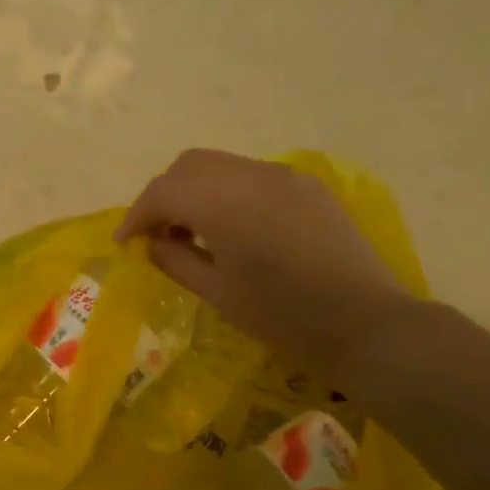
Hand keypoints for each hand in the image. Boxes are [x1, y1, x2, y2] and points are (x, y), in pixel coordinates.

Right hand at [116, 149, 420, 376]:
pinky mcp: (307, 186)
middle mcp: (251, 175)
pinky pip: (252, 176)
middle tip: (158, 235)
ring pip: (221, 165)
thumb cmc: (282, 316)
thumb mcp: (217, 293)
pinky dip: (228, 192)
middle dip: (164, 195)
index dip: (137, 215)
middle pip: (189, 166)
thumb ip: (176, 260)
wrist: (364, 323)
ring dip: (196, 191)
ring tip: (194, 233)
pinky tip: (234, 229)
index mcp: (223, 202)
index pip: (163, 191)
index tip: (126, 243)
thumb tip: (154, 242)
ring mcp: (284, 176)